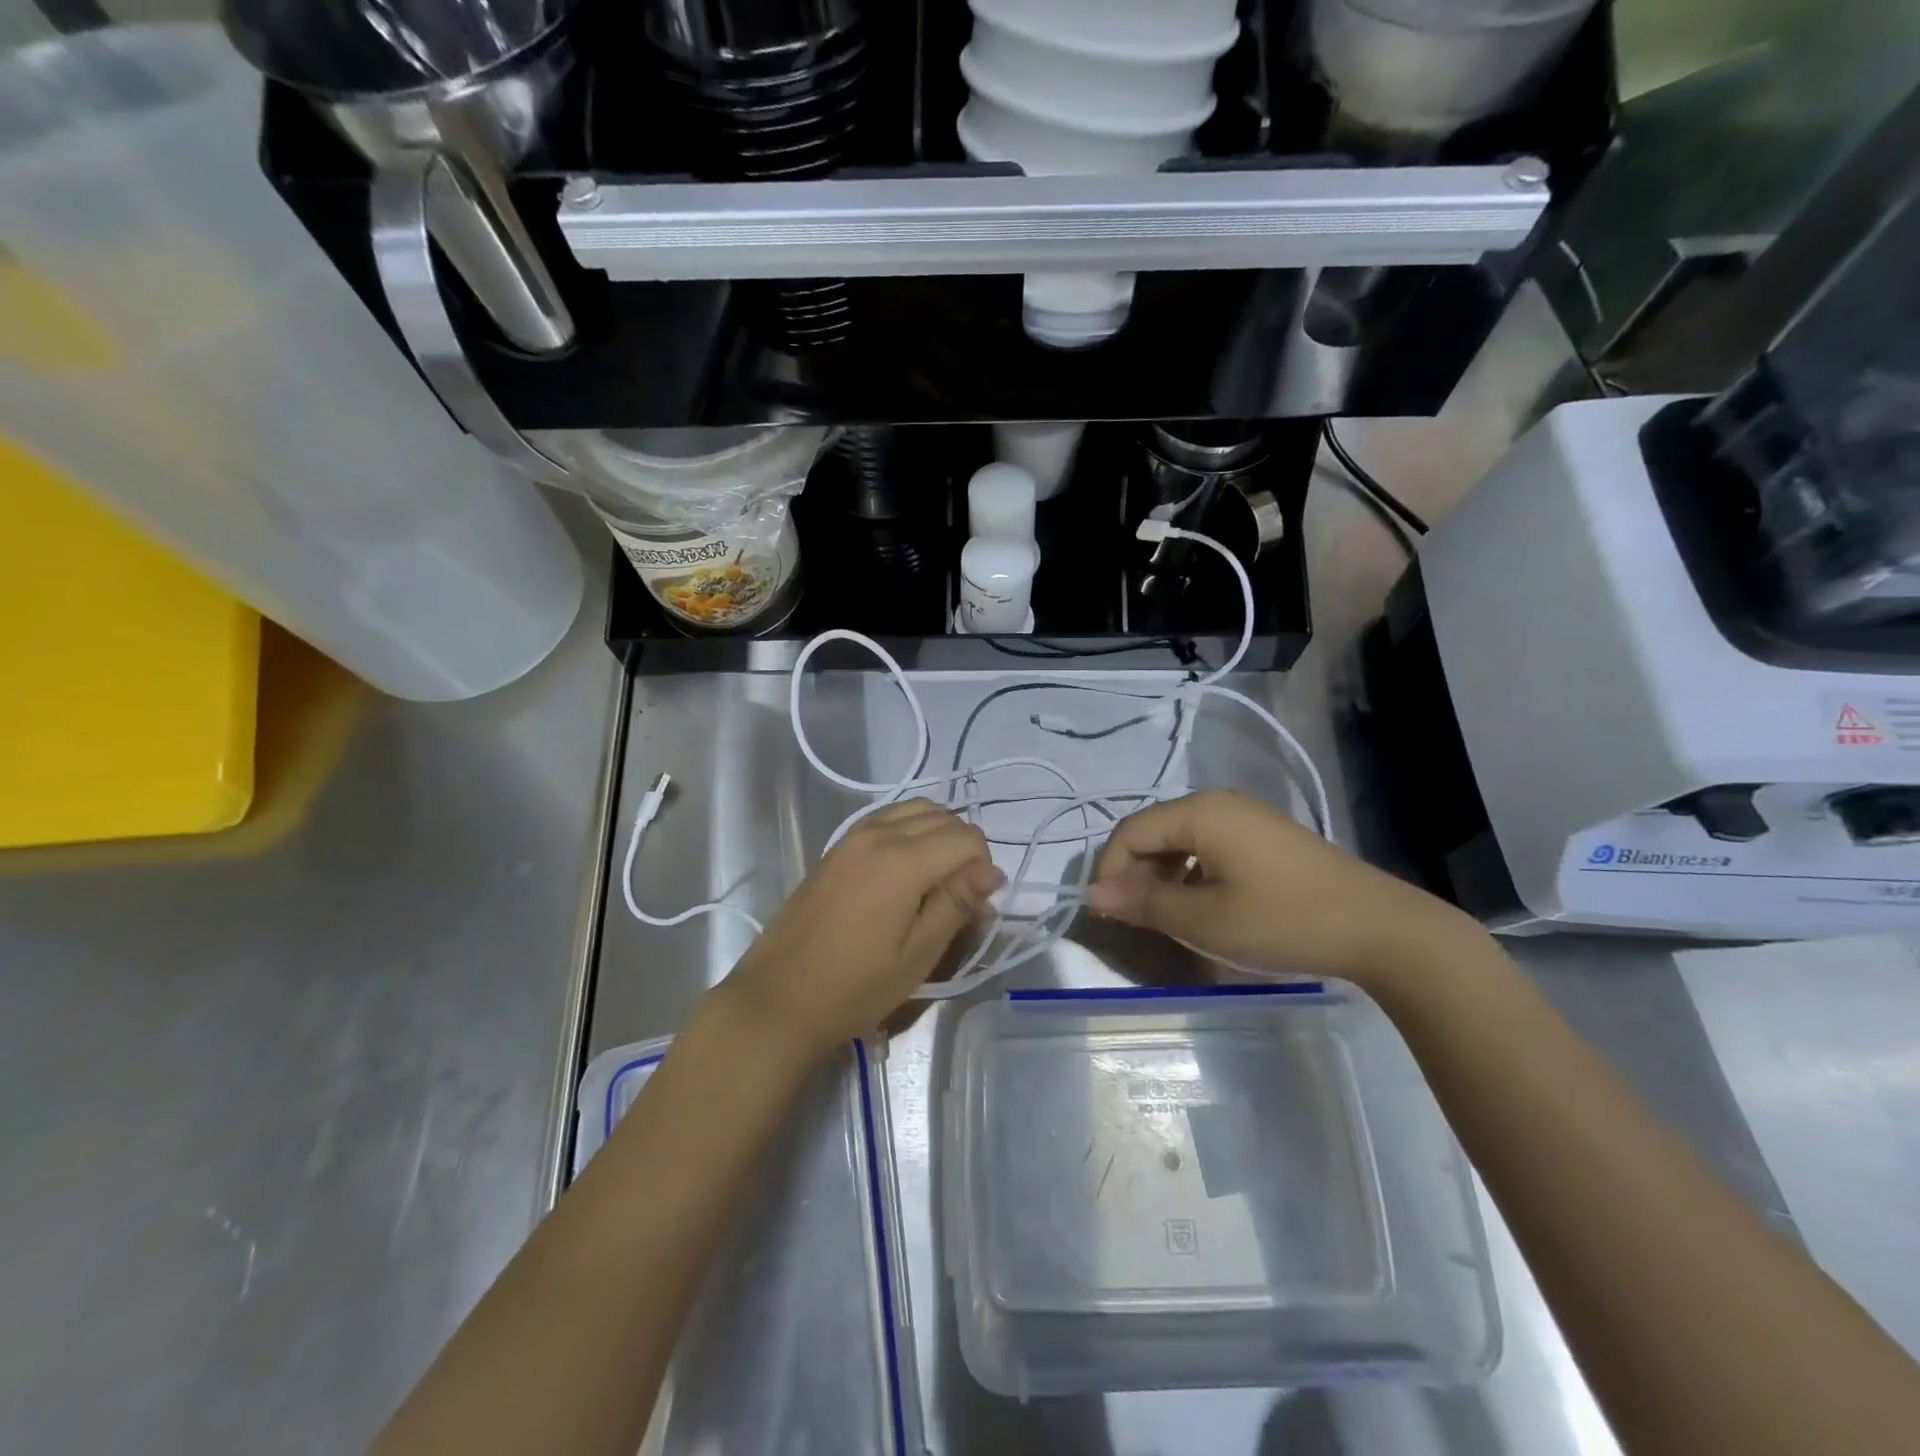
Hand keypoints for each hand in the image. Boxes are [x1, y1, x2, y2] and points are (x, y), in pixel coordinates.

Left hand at [719, 800, 1002, 1060]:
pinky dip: (910, 830)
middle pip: (942, 816)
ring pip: (915, 809)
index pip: (966, 838)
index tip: (974, 904)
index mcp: (902, 860)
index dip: (982, 867)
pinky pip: (888, 818)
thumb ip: (957, 903)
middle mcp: (878, 833)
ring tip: (935, 880)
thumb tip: (992, 871)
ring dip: (937, 833)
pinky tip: (905, 870)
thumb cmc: (855, 987)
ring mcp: (853, 835)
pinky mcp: (838, 846)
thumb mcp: (918, 954)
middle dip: (963, 847)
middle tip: (958, 895)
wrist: (779, 998)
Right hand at [1087, 789, 1474, 986]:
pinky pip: (1208, 848)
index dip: (1109, 872)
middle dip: (1136, 875)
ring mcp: (1245, 818)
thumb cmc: (1283, 920)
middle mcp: (1218, 803)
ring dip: (1163, 878)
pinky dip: (1191, 875)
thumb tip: (1092, 895)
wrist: (1380, 929)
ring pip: (1180, 841)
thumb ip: (1144, 904)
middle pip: (1153, 832)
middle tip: (1138, 922)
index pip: (1129, 832)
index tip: (1107, 916)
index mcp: (1200, 812)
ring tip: (1168, 919)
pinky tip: (1203, 908)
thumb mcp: (1205, 920)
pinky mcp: (1264, 837)